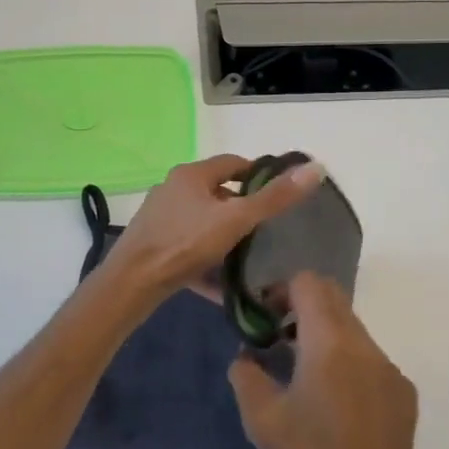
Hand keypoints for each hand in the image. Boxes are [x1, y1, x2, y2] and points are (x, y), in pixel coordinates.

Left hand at [102, 154, 323, 301]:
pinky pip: (187, 245)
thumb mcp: (237, 220)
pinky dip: (205, 258)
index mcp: (192, 174)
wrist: (131, 284)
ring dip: (223, 234)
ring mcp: (160, 217)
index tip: (278, 196)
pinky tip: (219, 282)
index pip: (234, 163)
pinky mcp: (152, 243)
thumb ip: (275, 198)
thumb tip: (316, 168)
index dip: (258, 176)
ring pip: (202, 220)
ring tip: (246, 256)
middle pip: (217, 192)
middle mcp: (172, 188)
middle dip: (241, 209)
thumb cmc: (185, 244)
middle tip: (265, 231)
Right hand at [229, 272, 418, 448]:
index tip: (265, 317)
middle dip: (303, 307)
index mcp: (330, 343)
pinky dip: (348, 362)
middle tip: (279, 338)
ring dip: (326, 336)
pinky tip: (336, 404)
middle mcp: (365, 345)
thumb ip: (246, 374)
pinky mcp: (403, 392)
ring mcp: (389, 368)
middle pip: (334, 299)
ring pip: (353, 330)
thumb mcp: (261, 419)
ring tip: (304, 375)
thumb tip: (248, 355)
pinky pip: (371, 359)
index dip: (282, 290)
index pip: (309, 283)